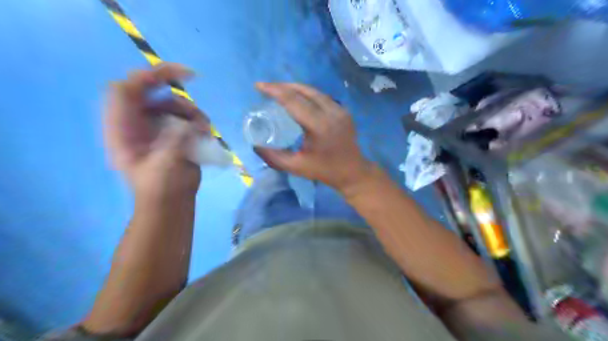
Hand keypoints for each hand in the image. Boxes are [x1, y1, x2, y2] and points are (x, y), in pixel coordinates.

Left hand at [102, 62, 210, 199]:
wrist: (171, 203)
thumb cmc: (161, 188)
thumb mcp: (165, 165)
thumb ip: (176, 140)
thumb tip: (192, 123)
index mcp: (122, 129)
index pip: (125, 91)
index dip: (145, 77)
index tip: (173, 73)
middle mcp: (135, 123)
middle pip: (147, 90)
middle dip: (170, 84)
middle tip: (192, 77)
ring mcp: (154, 127)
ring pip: (169, 103)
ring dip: (188, 108)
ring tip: (202, 125)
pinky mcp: (171, 133)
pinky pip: (182, 116)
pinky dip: (195, 119)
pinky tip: (204, 131)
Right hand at [253, 83, 376, 192]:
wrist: (353, 172)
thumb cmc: (325, 171)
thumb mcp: (297, 167)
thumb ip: (274, 157)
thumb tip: (255, 146)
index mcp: (320, 126)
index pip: (294, 101)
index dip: (275, 91)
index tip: (259, 86)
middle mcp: (331, 112)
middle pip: (304, 91)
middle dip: (282, 86)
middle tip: (265, 87)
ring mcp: (340, 109)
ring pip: (314, 91)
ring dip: (294, 88)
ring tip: (278, 89)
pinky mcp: (343, 110)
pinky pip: (322, 96)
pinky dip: (306, 93)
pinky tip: (297, 97)